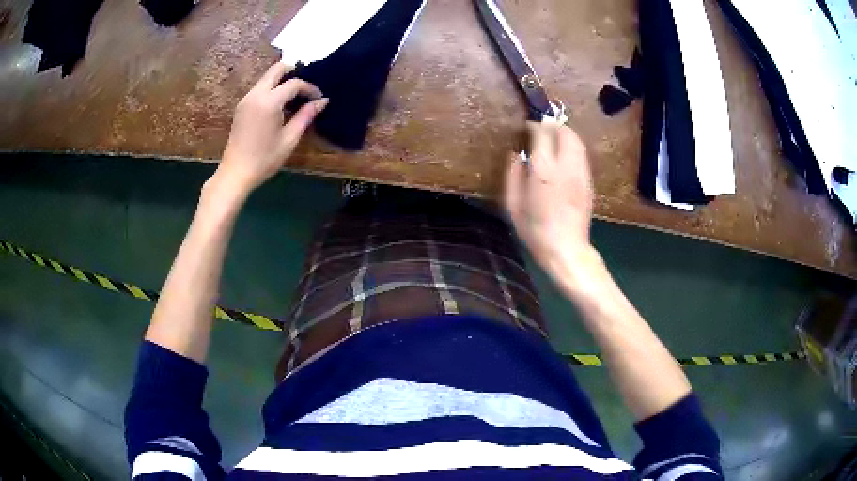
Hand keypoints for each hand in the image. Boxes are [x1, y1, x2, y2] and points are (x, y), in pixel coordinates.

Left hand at [217, 62, 328, 194]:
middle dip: (293, 72)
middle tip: (306, 86)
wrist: (235, 174)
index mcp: (269, 102)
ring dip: (282, 81)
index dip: (309, 88)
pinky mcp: (241, 107)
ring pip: (266, 78)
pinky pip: (260, 88)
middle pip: (276, 69)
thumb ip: (305, 116)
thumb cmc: (264, 160)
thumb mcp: (289, 139)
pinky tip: (281, 104)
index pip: (294, 83)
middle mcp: (256, 94)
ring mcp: (246, 99)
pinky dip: (272, 89)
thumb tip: (322, 101)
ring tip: (295, 97)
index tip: (319, 98)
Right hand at [505, 122, 596, 285]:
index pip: (542, 134)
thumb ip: (513, 175)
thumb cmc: (535, 230)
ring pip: (577, 141)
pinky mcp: (588, 181)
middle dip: (554, 125)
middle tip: (543, 126)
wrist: (566, 248)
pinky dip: (573, 147)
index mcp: (544, 170)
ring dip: (565, 133)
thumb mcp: (513, 204)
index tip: (527, 126)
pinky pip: (582, 155)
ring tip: (554, 135)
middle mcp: (565, 166)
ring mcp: (580, 173)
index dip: (534, 126)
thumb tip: (516, 155)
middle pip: (565, 132)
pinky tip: (564, 154)